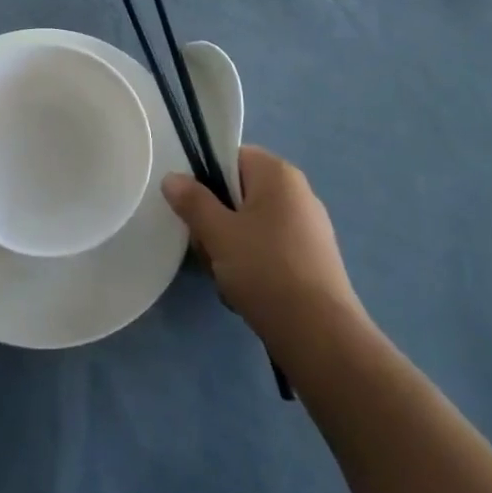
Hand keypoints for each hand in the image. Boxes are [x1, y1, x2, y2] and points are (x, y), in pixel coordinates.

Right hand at [162, 146, 362, 351]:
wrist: (319, 335)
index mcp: (278, 174)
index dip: (207, 180)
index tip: (195, 210)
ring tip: (226, 278)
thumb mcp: (218, 233)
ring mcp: (309, 227)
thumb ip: (192, 201)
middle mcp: (298, 192)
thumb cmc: (265, 270)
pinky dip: (254, 266)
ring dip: (231, 248)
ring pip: (251, 225)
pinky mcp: (313, 260)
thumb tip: (172, 178)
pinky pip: (270, 249)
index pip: (232, 157)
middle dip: (217, 222)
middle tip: (208, 250)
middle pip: (239, 193)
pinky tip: (246, 293)